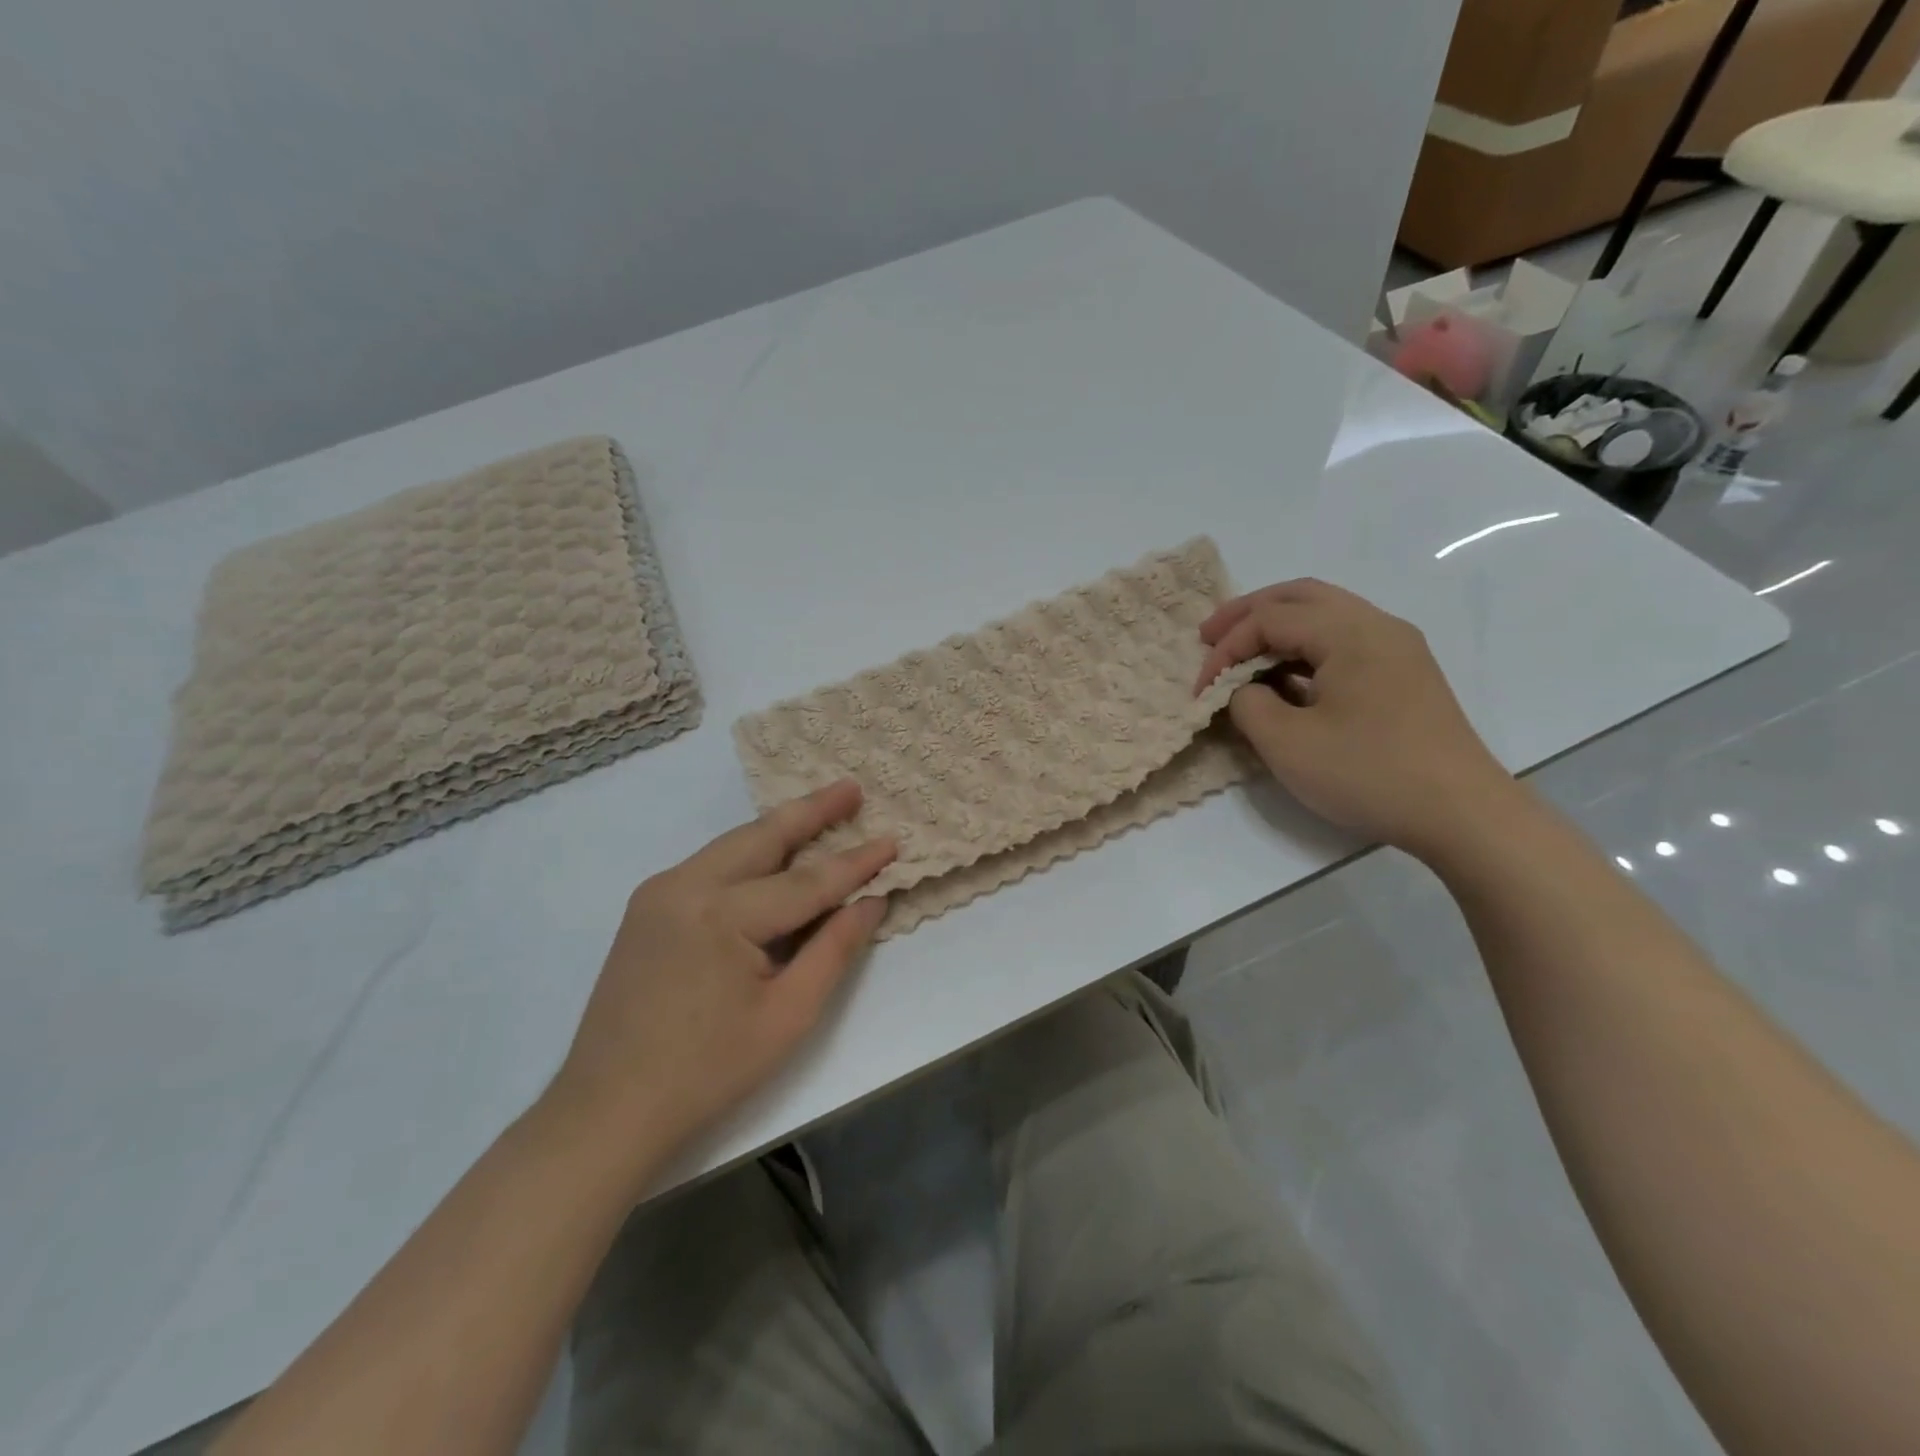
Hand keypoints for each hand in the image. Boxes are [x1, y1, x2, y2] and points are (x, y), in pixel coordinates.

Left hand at [548, 780, 895, 1156]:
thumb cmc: (707, 1071)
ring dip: (779, 827)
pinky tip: (773, 853)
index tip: (893, 840)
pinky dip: (749, 853)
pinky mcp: (647, 907)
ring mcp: (659, 892)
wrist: (607, 1110)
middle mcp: (685, 886)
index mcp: (721, 915)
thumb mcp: (787, 1016)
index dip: (855, 863)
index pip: (806, 881)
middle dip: (812, 811)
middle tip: (852, 787)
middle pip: (762, 837)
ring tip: (821, 809)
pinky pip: (710, 865)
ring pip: (733, 845)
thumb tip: (870, 902)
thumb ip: (833, 950)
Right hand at [1196, 579, 1517, 858]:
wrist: (1462, 814)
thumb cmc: (1369, 773)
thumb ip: (1248, 705)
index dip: (1226, 649)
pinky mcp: (1404, 674)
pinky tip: (1285, 677)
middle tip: (1209, 637)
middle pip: (1301, 596)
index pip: (1270, 619)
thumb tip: (1245, 690)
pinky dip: (1304, 647)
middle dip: (1248, 613)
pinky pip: (1344, 641)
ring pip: (1325, 614)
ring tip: (1241, 654)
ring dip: (1277, 627)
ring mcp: (1397, 649)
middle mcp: (1377, 626)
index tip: (1201, 691)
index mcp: (1350, 633)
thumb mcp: (1287, 744)